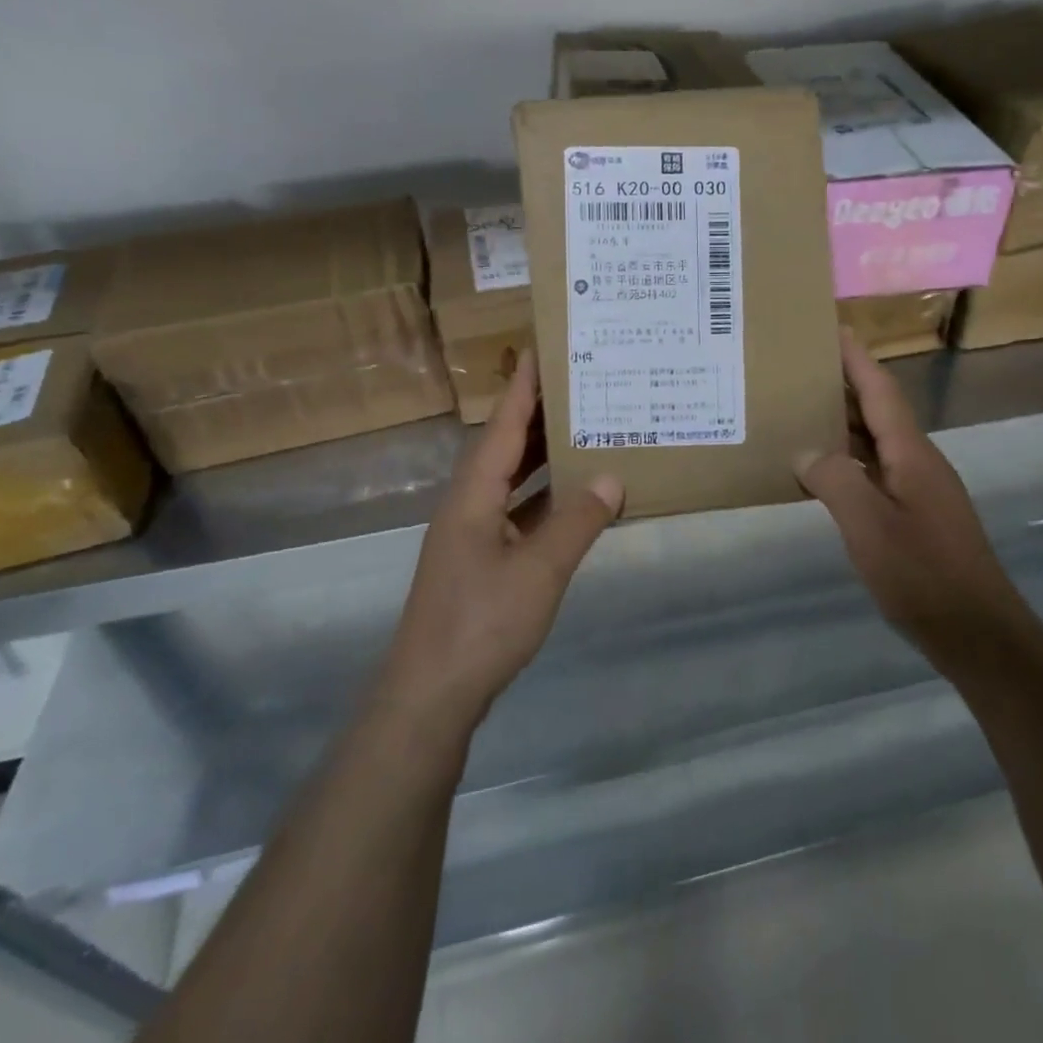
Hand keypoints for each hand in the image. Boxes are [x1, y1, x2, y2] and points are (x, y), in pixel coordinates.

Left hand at [379, 355, 623, 730]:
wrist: (431, 695)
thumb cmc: (481, 624)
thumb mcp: (539, 571)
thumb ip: (576, 522)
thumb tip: (611, 478)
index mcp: (473, 495)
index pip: (503, 426)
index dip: (523, 387)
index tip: (543, 348)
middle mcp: (468, 505)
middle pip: (504, 446)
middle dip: (537, 414)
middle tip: (579, 385)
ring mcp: (472, 536)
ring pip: (510, 480)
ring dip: (541, 456)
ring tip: (582, 431)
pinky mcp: (480, 563)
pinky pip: (516, 512)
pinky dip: (543, 498)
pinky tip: (572, 500)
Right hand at [797, 330, 1024, 649]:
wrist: (977, 631)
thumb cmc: (923, 574)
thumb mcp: (869, 526)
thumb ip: (835, 480)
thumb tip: (807, 452)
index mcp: (911, 453)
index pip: (881, 389)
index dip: (856, 358)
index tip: (831, 328)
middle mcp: (918, 462)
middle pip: (878, 410)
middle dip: (843, 385)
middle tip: (799, 369)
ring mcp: (920, 489)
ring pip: (876, 442)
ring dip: (843, 424)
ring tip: (801, 412)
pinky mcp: (916, 516)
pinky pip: (876, 471)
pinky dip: (848, 461)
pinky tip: (822, 472)